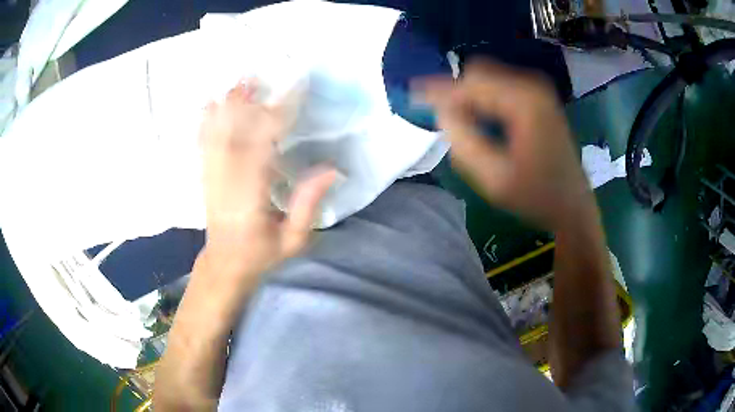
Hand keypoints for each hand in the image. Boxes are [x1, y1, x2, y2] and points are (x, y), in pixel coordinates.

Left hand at [199, 80, 334, 289]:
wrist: (225, 264)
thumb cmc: (262, 255)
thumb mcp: (293, 240)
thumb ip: (308, 205)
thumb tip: (331, 169)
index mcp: (250, 199)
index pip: (263, 149)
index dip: (276, 118)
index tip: (292, 94)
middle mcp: (226, 183)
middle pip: (233, 135)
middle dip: (245, 104)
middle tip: (257, 76)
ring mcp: (212, 178)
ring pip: (216, 136)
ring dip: (225, 107)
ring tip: (236, 82)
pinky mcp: (206, 177)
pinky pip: (203, 145)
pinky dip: (205, 122)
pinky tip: (209, 104)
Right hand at [415, 59, 592, 230]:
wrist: (572, 205)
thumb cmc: (536, 196)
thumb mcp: (494, 178)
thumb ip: (462, 141)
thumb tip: (441, 110)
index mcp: (525, 102)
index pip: (472, 82)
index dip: (440, 88)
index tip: (413, 95)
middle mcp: (533, 85)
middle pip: (480, 73)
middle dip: (456, 92)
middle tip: (441, 117)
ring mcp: (538, 90)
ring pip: (489, 78)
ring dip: (469, 96)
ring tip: (460, 123)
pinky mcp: (539, 97)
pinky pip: (501, 87)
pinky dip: (484, 98)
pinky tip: (479, 119)